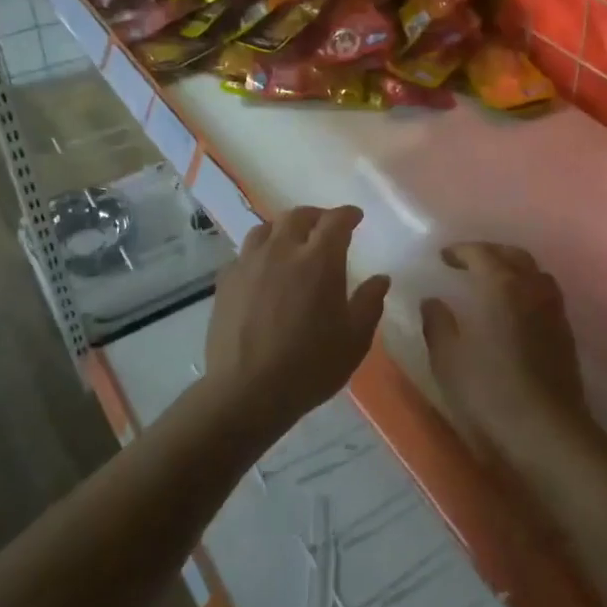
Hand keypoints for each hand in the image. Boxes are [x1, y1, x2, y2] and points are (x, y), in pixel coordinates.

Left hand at [203, 206, 389, 440]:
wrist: (247, 392)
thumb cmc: (310, 366)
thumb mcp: (354, 340)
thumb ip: (370, 303)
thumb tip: (381, 279)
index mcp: (319, 260)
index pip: (335, 221)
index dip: (347, 214)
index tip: (355, 217)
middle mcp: (282, 251)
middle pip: (298, 216)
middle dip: (316, 216)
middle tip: (326, 227)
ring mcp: (249, 263)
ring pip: (266, 229)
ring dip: (284, 229)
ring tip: (291, 242)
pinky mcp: (226, 281)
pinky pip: (244, 254)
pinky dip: (259, 252)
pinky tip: (262, 270)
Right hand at [420, 243, 585, 460]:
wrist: (547, 432)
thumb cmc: (490, 392)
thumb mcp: (449, 360)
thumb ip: (437, 325)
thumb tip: (432, 301)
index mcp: (501, 286)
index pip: (481, 253)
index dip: (460, 251)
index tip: (443, 257)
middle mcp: (532, 289)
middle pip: (514, 255)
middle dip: (490, 252)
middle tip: (468, 262)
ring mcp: (554, 310)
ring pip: (535, 273)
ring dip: (513, 269)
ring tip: (493, 282)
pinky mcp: (566, 334)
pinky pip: (545, 295)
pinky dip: (527, 290)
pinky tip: (514, 310)